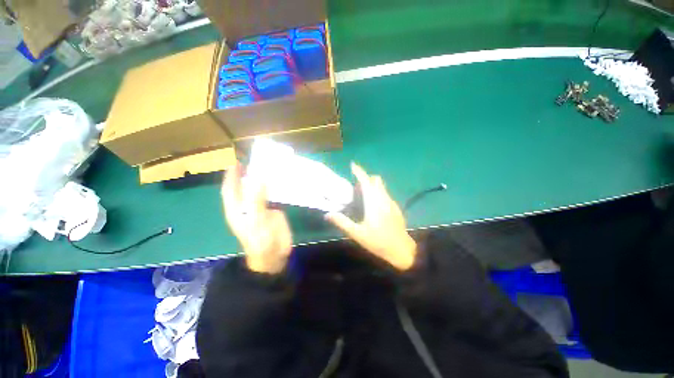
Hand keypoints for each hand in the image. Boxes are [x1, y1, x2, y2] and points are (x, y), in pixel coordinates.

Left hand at [222, 163, 291, 273]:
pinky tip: (278, 180)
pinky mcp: (272, 210)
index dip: (231, 177)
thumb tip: (259, 179)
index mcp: (236, 210)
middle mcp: (246, 207)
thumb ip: (256, 199)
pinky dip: (273, 187)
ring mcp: (260, 208)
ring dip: (261, 179)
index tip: (235, 163)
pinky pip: (271, 196)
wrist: (273, 254)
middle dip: (246, 175)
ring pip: (258, 190)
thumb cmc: (260, 240)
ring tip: (266, 166)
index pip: (230, 190)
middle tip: (254, 161)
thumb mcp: (256, 219)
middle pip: (244, 187)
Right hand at [326, 163, 416, 270]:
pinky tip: (374, 206)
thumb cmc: (378, 241)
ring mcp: (391, 202)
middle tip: (355, 188)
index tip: (352, 165)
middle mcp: (383, 198)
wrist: (402, 250)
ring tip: (363, 197)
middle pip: (376, 180)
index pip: (366, 181)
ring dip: (372, 185)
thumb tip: (328, 214)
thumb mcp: (357, 234)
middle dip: (365, 178)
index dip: (359, 172)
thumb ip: (342, 222)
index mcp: (374, 202)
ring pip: (381, 186)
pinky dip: (378, 193)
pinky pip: (385, 194)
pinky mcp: (396, 207)